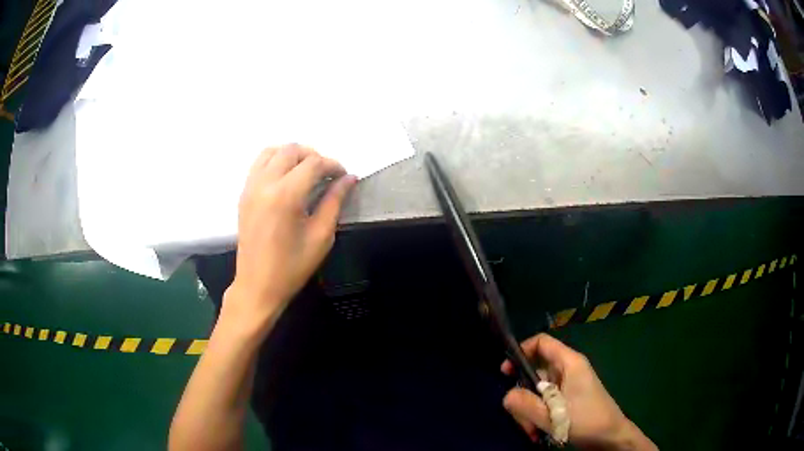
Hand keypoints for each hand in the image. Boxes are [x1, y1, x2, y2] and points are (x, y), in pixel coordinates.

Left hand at [222, 144, 355, 331]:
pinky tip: (287, 177)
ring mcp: (250, 187)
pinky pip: (259, 163)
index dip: (332, 165)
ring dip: (292, 154)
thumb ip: (334, 202)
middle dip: (313, 155)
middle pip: (291, 150)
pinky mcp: (244, 194)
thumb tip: (349, 179)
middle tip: (326, 173)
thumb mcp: (321, 236)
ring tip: (306, 171)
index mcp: (285, 196)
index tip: (343, 176)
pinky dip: (275, 160)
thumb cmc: (292, 267)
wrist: (257, 285)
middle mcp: (265, 184)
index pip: (313, 163)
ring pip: (272, 151)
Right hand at [501, 333, 655, 449]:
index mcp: (569, 363)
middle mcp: (567, 370)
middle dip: (523, 395)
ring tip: (532, 431)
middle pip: (535, 372)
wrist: (610, 437)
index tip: (505, 372)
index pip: (541, 342)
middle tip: (521, 416)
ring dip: (529, 411)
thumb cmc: (586, 420)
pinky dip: (537, 416)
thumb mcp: (553, 415)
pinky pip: (544, 402)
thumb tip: (506, 395)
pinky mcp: (566, 400)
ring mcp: (567, 386)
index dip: (521, 351)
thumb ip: (526, 404)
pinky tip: (538, 432)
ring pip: (537, 391)